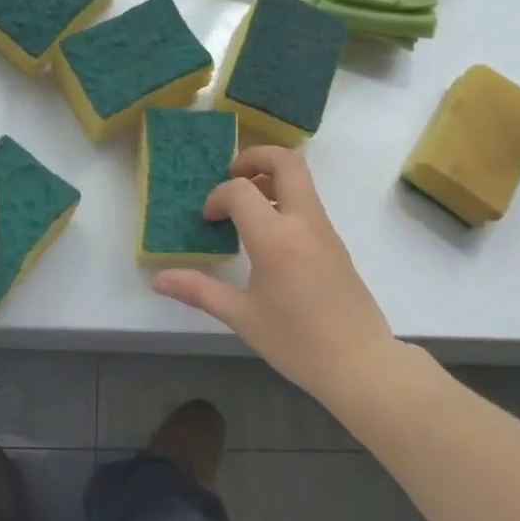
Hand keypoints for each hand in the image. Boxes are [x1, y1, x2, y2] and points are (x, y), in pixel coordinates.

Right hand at [154, 146, 398, 402]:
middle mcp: (303, 222)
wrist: (360, 363)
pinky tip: (267, 233)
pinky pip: (308, 202)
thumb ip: (199, 290)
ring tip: (246, 204)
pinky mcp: (335, 242)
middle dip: (255, 157)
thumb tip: (159, 280)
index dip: (218, 197)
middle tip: (232, 175)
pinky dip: (285, 198)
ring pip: (301, 179)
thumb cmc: (296, 341)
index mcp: (275, 238)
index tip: (209, 220)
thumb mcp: (241, 316)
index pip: (240, 191)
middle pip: (286, 162)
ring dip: (271, 177)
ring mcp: (324, 229)